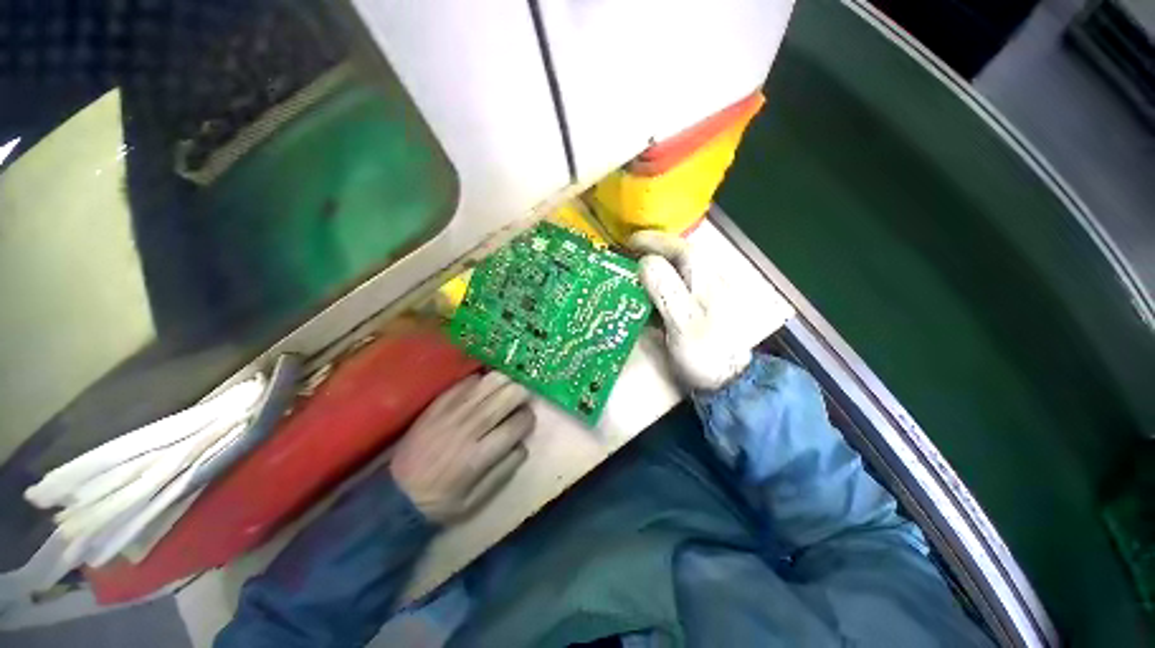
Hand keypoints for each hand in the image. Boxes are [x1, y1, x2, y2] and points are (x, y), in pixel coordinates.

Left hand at [390, 372, 533, 523]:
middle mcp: (469, 427)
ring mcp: (452, 412)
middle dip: (522, 393)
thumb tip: (523, 443)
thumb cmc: (441, 501)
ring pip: (490, 381)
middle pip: (509, 393)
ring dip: (504, 382)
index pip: (519, 422)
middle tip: (520, 400)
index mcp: (480, 455)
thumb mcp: (477, 500)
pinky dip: (481, 381)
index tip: (525, 421)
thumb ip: (505, 470)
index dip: (529, 418)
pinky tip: (482, 389)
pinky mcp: (438, 404)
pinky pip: (467, 381)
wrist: (395, 494)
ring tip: (504, 390)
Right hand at [630, 230, 751, 390]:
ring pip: (678, 270)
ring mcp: (706, 293)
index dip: (653, 242)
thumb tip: (646, 262)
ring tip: (633, 269)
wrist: (728, 380)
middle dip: (653, 251)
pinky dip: (661, 282)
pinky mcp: (701, 306)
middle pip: (679, 256)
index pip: (679, 248)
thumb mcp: (683, 323)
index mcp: (705, 279)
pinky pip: (678, 285)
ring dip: (656, 265)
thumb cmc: (705, 353)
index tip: (629, 242)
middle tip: (627, 255)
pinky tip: (648, 291)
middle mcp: (708, 279)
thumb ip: (666, 290)